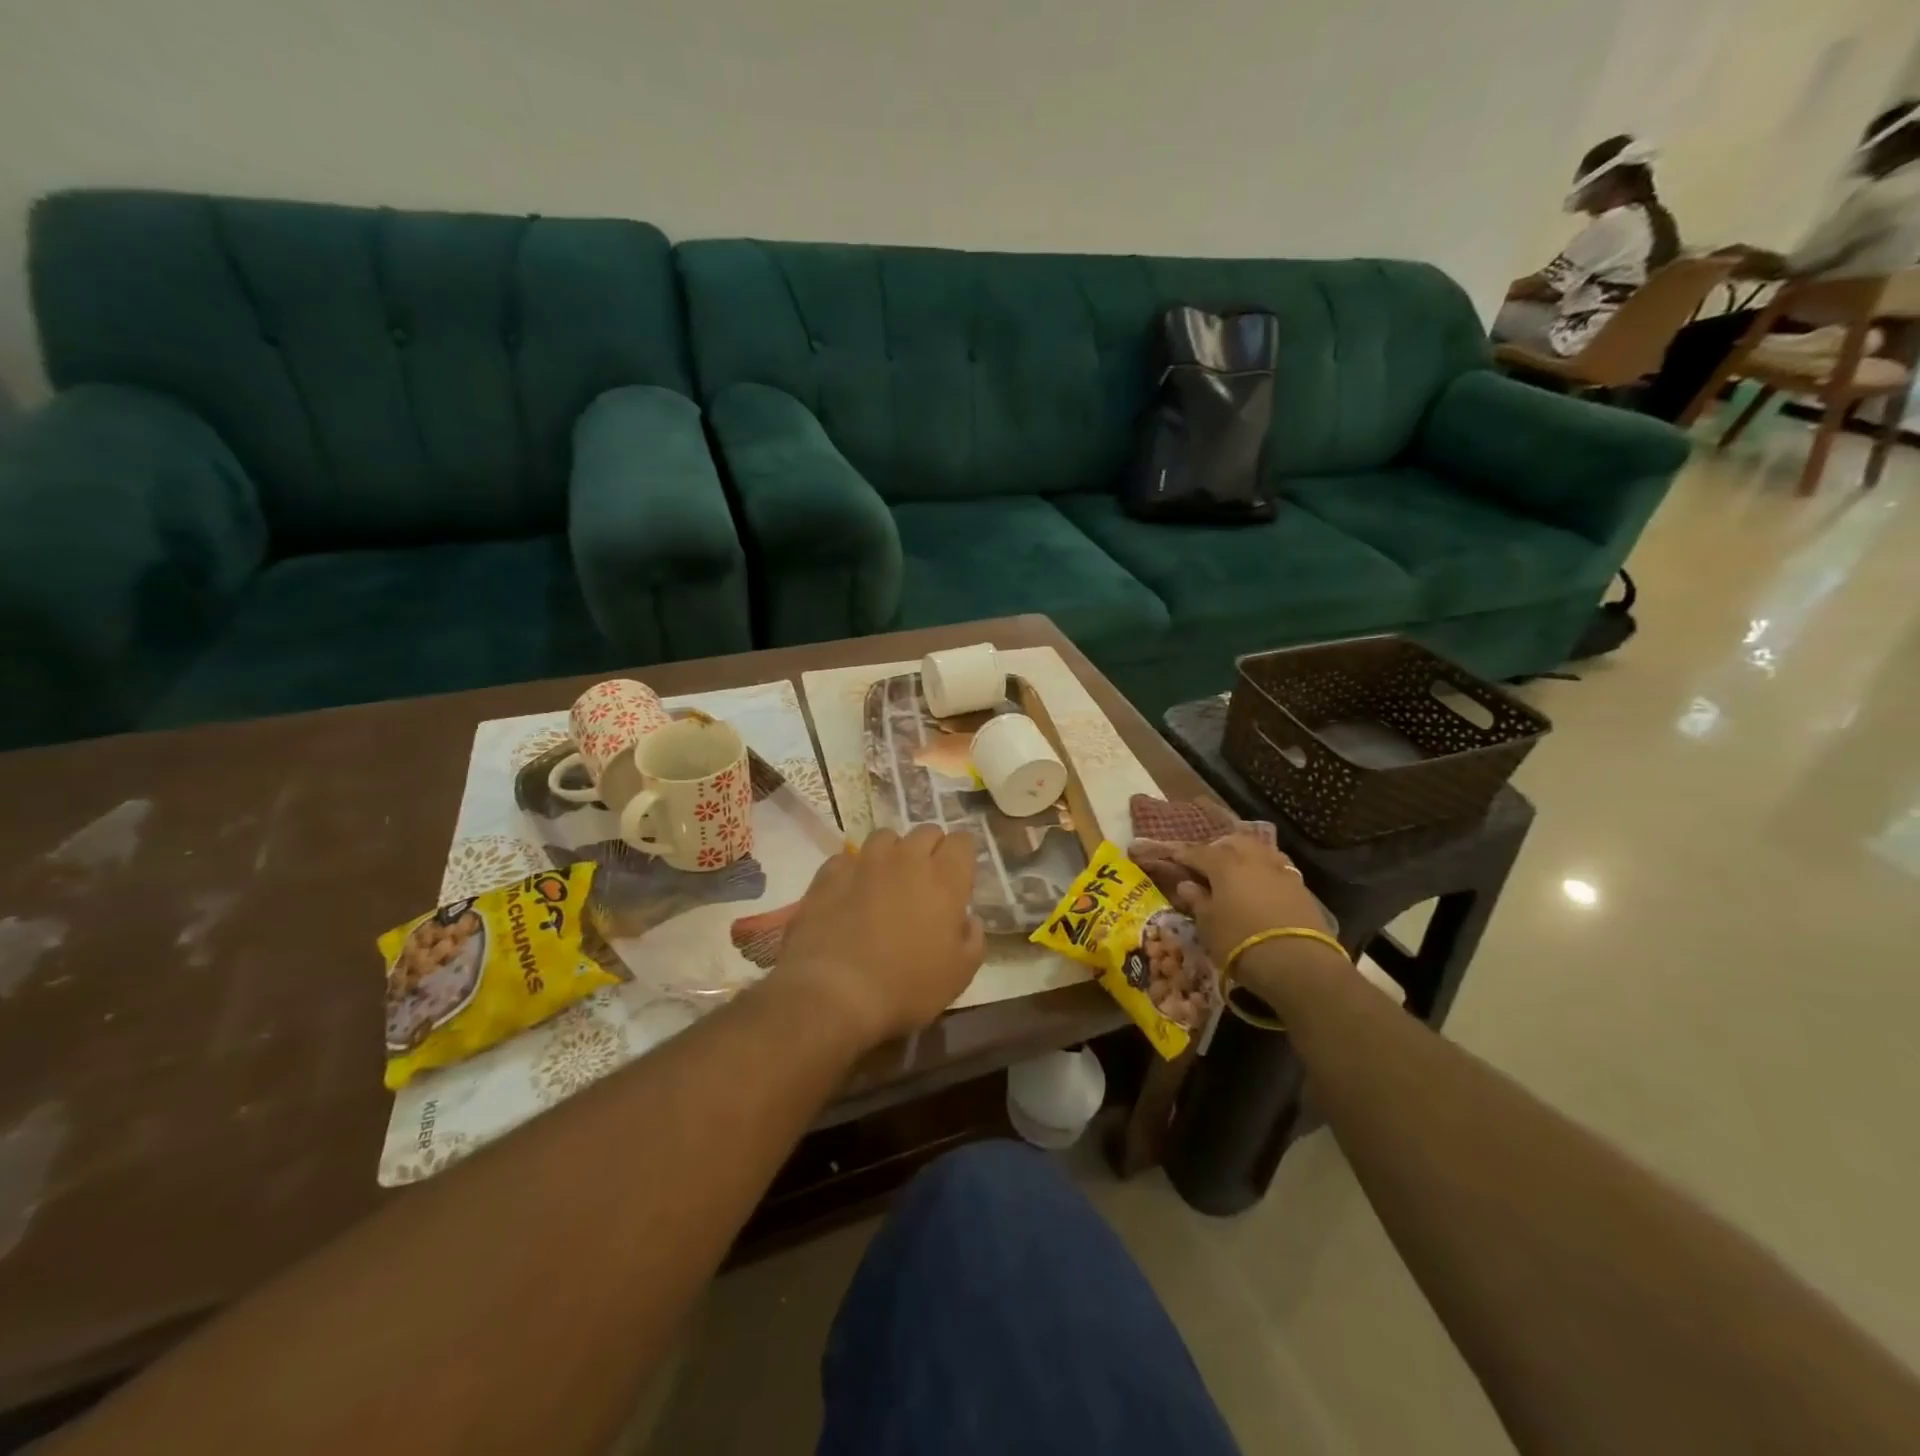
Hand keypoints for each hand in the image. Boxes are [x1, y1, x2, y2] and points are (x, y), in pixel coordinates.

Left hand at [773, 825, 984, 1048]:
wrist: (834, 993)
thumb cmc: (905, 987)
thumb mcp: (959, 975)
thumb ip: (972, 939)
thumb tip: (969, 920)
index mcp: (944, 879)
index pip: (963, 841)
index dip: (963, 856)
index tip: (960, 877)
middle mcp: (906, 859)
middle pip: (926, 831)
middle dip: (931, 850)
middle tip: (925, 881)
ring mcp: (864, 861)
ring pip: (886, 838)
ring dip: (892, 854)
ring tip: (886, 881)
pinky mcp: (829, 873)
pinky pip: (848, 858)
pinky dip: (855, 870)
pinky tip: (851, 894)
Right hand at [1163, 834, 1335, 968]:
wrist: (1297, 961)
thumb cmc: (1240, 940)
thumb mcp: (1208, 924)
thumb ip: (1197, 900)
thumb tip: (1186, 885)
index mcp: (1224, 863)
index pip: (1198, 852)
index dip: (1184, 855)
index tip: (1174, 858)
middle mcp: (1252, 858)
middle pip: (1232, 842)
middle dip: (1217, 848)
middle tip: (1207, 863)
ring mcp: (1280, 869)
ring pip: (1258, 850)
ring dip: (1244, 855)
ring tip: (1236, 870)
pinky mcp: (1300, 886)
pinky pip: (1276, 867)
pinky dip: (1264, 871)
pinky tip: (1261, 884)